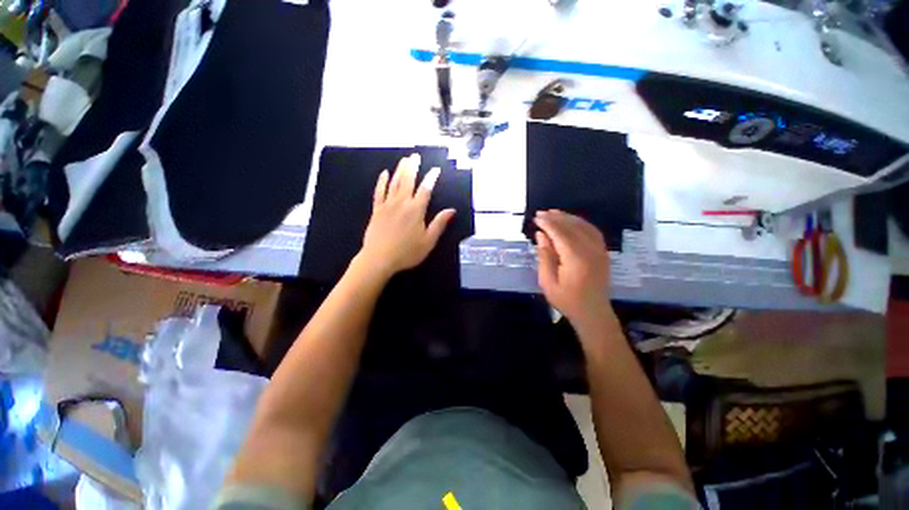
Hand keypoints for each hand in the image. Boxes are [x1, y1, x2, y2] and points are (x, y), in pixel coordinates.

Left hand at [358, 154, 454, 277]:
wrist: (379, 258)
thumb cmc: (407, 252)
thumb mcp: (428, 241)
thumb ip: (439, 223)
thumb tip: (451, 210)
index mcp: (416, 210)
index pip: (426, 189)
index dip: (431, 178)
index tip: (436, 169)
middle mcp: (402, 203)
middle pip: (408, 180)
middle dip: (413, 167)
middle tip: (416, 156)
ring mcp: (387, 205)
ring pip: (394, 183)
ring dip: (400, 170)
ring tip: (404, 159)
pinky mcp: (377, 210)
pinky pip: (379, 192)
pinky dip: (382, 181)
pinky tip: (384, 173)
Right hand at [535, 210, 612, 329]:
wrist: (593, 312)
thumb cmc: (566, 300)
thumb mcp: (548, 281)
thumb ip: (545, 256)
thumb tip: (541, 235)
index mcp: (575, 258)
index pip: (560, 233)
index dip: (547, 223)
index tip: (536, 217)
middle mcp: (590, 250)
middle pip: (572, 226)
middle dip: (556, 217)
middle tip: (541, 213)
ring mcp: (599, 250)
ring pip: (584, 226)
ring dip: (568, 217)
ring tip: (554, 213)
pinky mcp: (603, 252)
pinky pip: (593, 231)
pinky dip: (581, 223)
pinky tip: (572, 222)